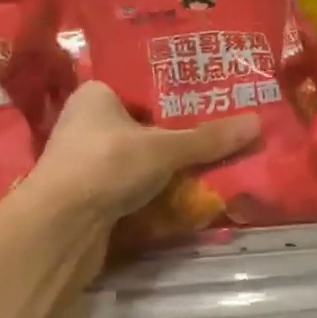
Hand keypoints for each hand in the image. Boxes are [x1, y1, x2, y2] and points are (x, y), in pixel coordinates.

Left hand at [24, 82, 260, 278]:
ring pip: (136, 159)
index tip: (209, 102)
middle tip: (217, 134)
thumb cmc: (107, 165)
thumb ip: (208, 138)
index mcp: (95, 95)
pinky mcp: (87, 195)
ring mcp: (84, 161)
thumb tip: (257, 123)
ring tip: (208, 164)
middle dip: (174, 136)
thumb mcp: (164, 148)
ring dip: (164, 167)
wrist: (58, 229)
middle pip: (141, 125)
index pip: (141, 88)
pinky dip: (151, 191)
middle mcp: (85, 123)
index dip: (174, 96)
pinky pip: (128, 186)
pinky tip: (182, 194)